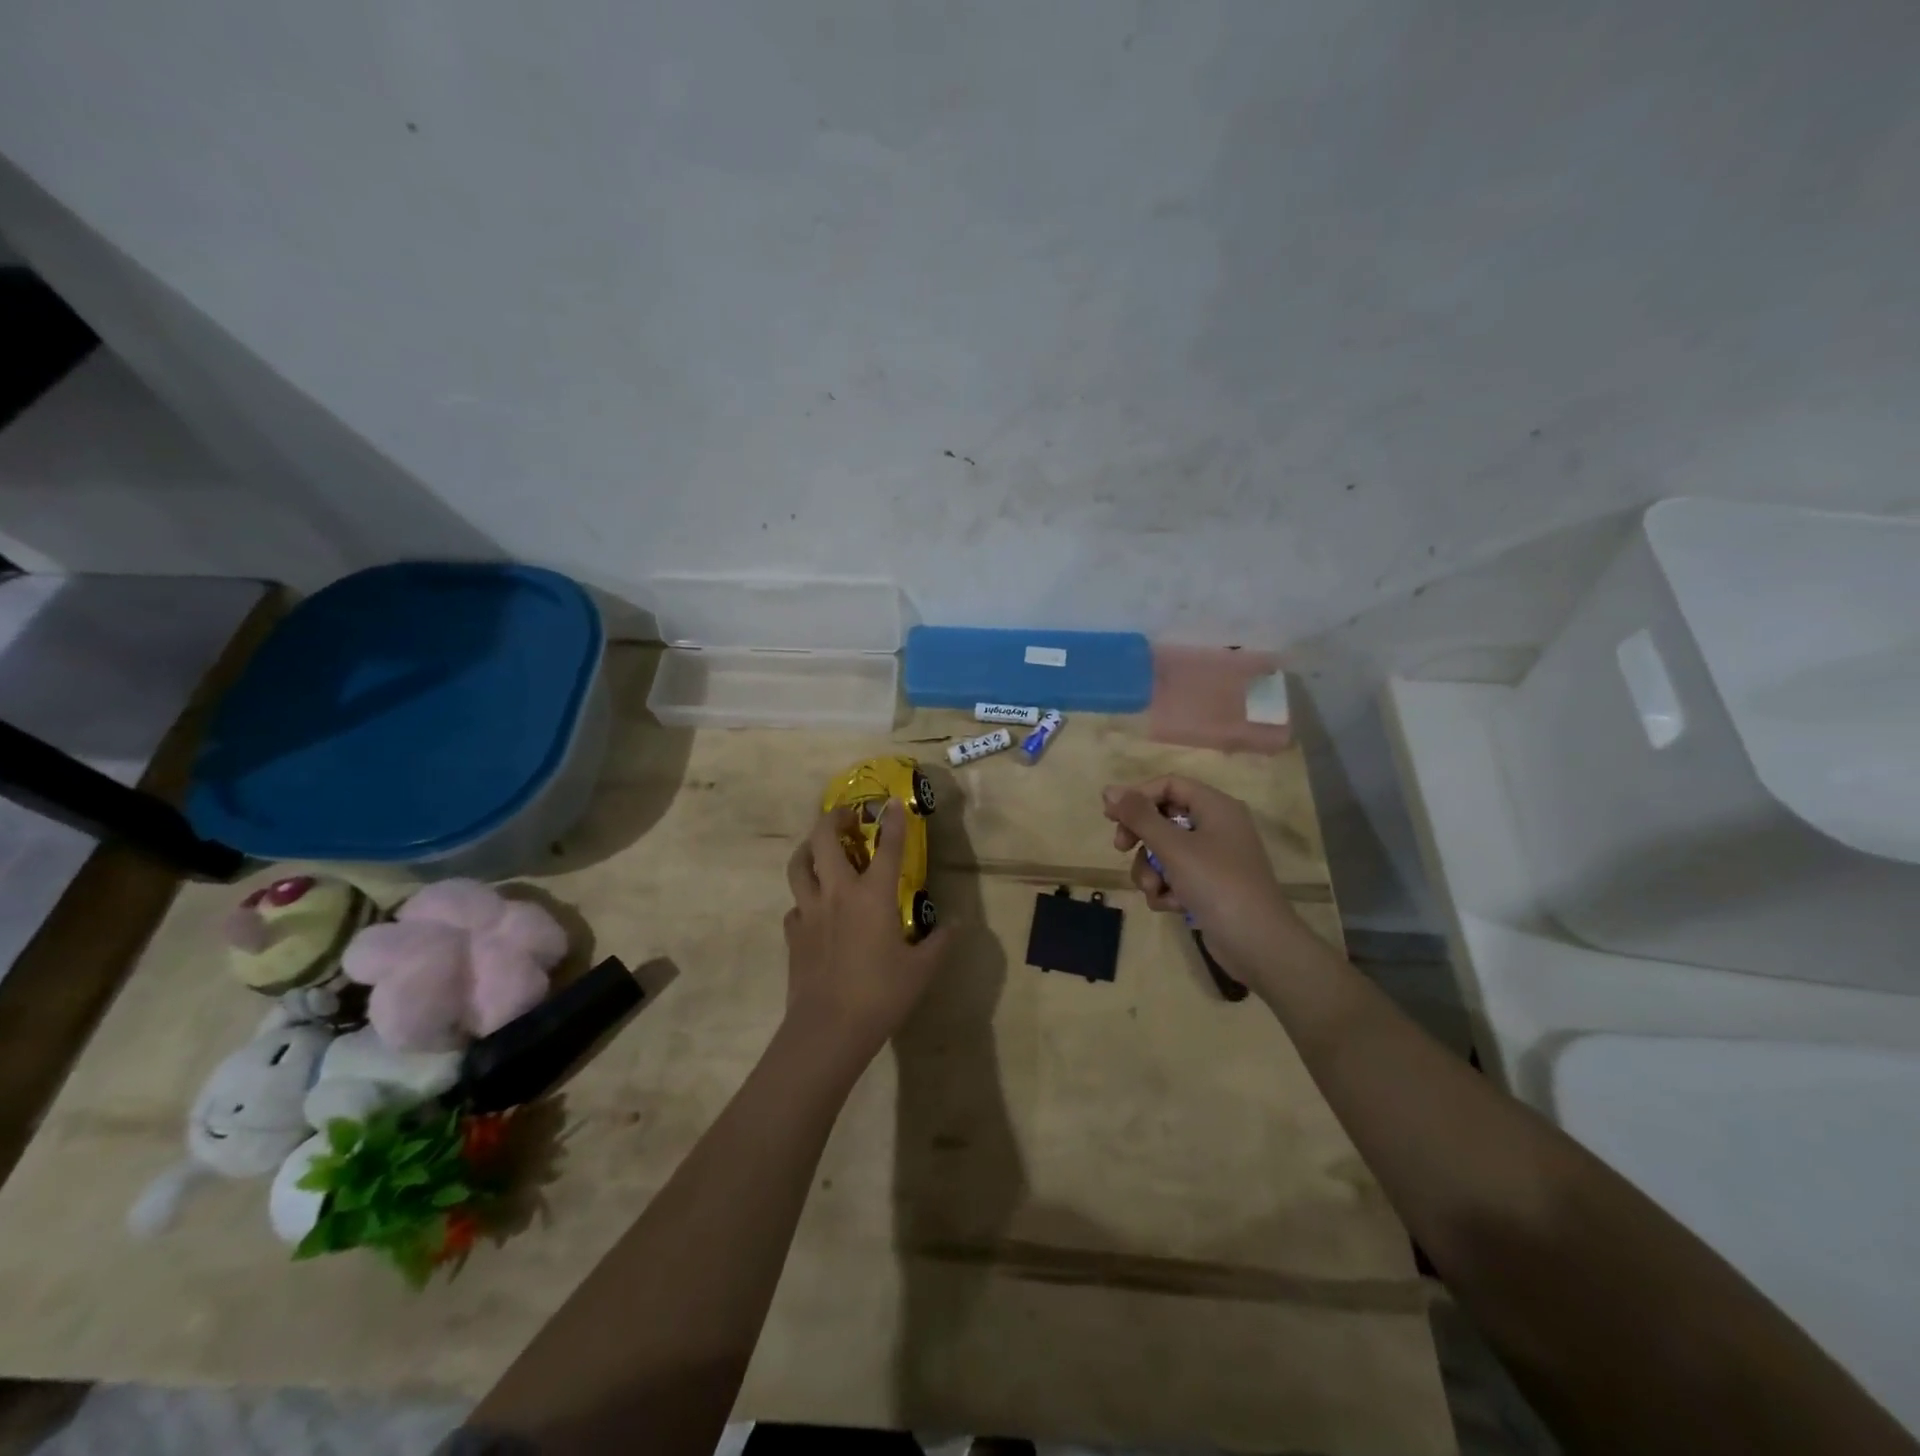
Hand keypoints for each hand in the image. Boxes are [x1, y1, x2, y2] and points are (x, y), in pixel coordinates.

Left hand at [783, 800, 950, 1070]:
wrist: (828, 1029)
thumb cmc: (881, 995)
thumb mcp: (922, 970)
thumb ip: (940, 942)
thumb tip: (957, 923)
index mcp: (873, 896)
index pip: (886, 848)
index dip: (893, 822)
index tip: (894, 803)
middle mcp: (837, 893)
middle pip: (825, 839)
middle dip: (834, 819)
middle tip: (848, 817)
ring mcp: (810, 911)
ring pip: (799, 865)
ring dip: (808, 848)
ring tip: (819, 847)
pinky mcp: (793, 934)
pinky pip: (795, 904)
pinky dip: (804, 897)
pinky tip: (814, 907)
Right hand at [1102, 776, 1306, 985]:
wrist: (1258, 944)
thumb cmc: (1216, 884)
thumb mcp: (1173, 846)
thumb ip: (1139, 816)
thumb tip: (1109, 790)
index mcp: (1215, 807)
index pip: (1168, 785)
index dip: (1137, 797)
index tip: (1111, 816)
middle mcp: (1217, 827)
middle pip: (1164, 818)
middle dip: (1141, 837)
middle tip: (1122, 849)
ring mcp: (1215, 858)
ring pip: (1166, 851)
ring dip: (1151, 870)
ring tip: (1155, 890)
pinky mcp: (1211, 886)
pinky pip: (1177, 876)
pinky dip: (1168, 889)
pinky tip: (1171, 906)